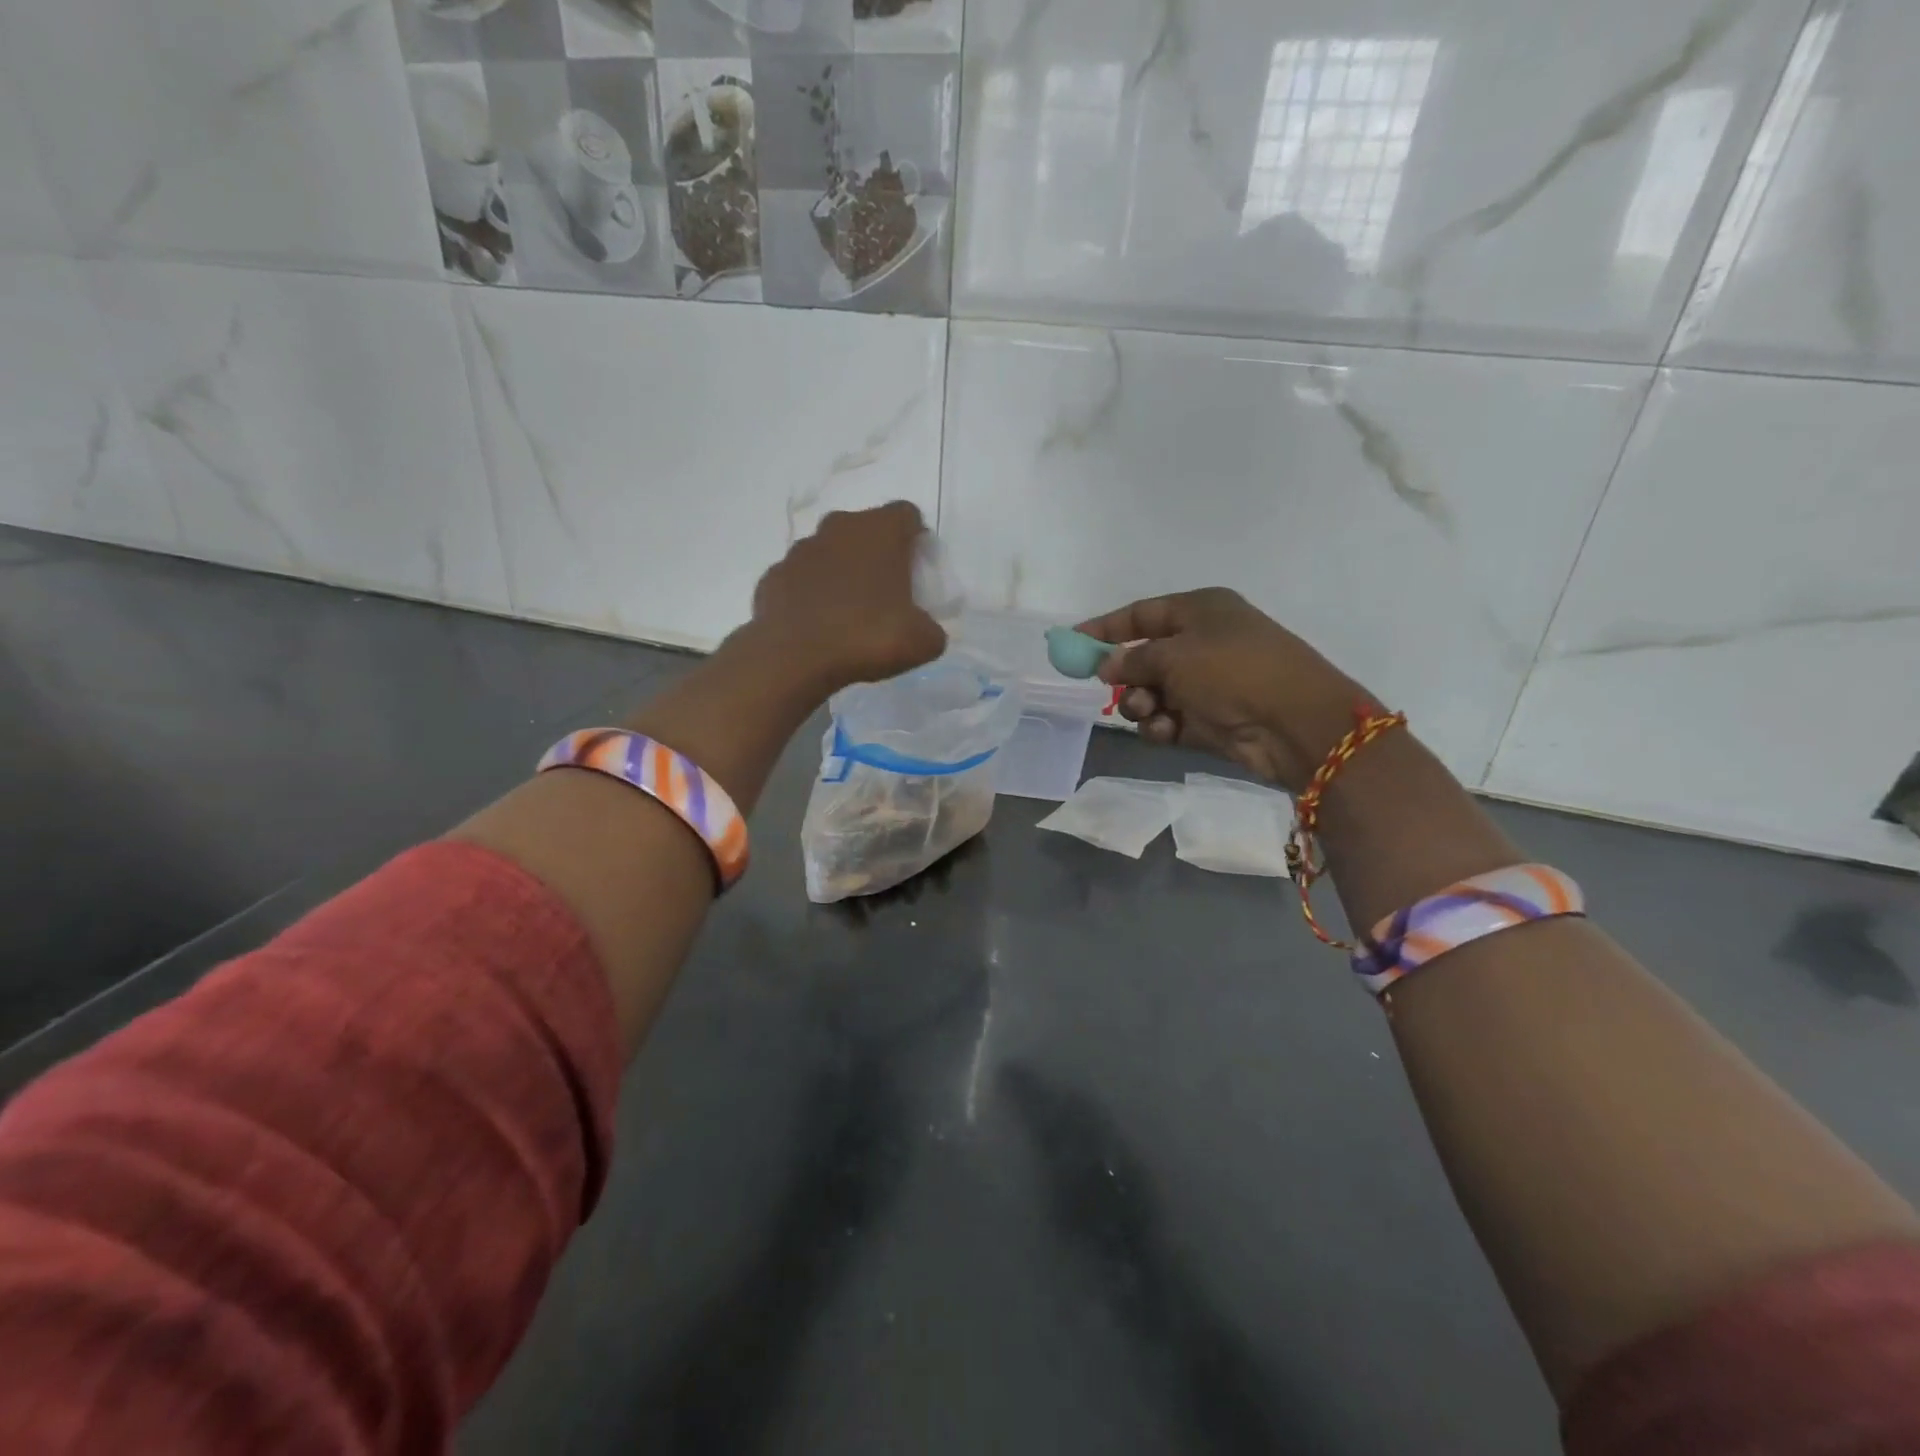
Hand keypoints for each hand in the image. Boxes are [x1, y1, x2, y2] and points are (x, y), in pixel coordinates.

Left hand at [750, 501, 946, 691]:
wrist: (795, 658)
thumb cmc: (868, 637)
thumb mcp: (923, 641)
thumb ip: (931, 626)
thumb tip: (922, 628)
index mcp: (880, 531)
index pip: (907, 515)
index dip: (916, 539)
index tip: (918, 570)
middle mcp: (838, 528)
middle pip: (865, 530)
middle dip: (876, 554)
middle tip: (885, 592)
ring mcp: (800, 551)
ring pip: (829, 552)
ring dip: (840, 572)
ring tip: (848, 612)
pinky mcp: (773, 576)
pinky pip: (800, 580)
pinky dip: (810, 595)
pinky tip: (817, 625)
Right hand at [1077, 589, 1367, 792]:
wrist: (1294, 723)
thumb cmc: (1233, 671)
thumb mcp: (1175, 656)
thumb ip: (1132, 659)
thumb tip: (1107, 666)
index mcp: (1200, 611)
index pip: (1141, 614)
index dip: (1104, 628)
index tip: (1070, 642)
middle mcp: (1203, 642)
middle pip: (1144, 656)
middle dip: (1125, 674)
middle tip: (1110, 687)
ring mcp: (1207, 683)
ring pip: (1152, 691)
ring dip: (1141, 703)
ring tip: (1147, 711)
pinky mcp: (1210, 719)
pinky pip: (1168, 718)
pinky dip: (1160, 724)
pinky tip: (1165, 730)